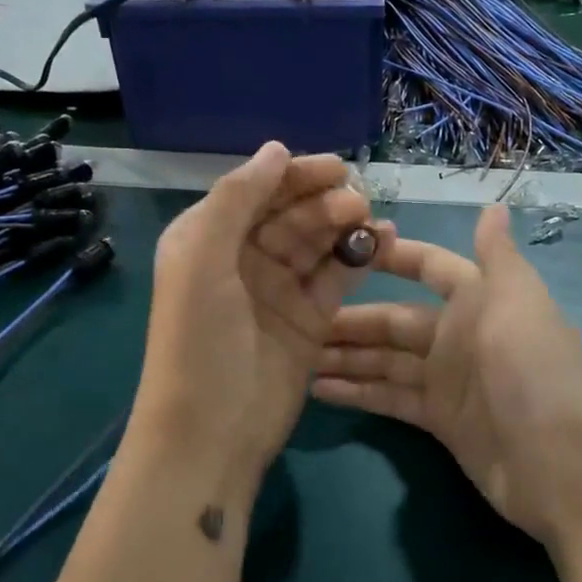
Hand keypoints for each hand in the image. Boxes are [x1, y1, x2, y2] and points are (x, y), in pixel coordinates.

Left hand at [129, 143, 392, 509]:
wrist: (211, 432)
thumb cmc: (198, 339)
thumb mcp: (202, 259)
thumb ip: (236, 199)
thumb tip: (276, 149)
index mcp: (209, 238)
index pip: (257, 191)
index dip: (294, 175)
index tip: (335, 167)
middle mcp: (244, 258)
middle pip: (292, 213)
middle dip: (323, 201)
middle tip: (356, 201)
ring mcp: (279, 290)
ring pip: (319, 241)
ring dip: (345, 225)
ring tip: (370, 219)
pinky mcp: (310, 319)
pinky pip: (338, 276)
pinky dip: (360, 256)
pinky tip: (383, 241)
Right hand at [312, 203, 581, 550]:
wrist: (563, 471)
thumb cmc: (536, 375)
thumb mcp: (519, 306)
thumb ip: (498, 257)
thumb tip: (495, 205)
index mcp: (480, 300)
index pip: (429, 267)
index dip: (391, 257)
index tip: (342, 248)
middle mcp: (460, 335)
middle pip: (395, 320)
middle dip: (350, 319)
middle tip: (295, 318)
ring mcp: (448, 380)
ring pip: (386, 360)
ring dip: (346, 356)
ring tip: (295, 354)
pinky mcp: (439, 420)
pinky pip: (389, 398)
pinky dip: (358, 393)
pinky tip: (318, 390)